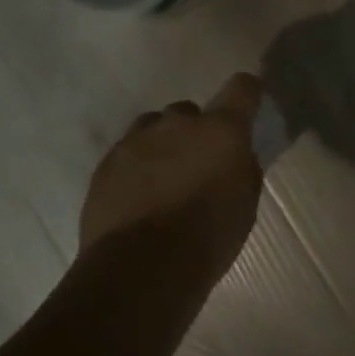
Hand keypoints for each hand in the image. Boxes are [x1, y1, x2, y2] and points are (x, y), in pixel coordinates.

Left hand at [79, 73, 265, 283]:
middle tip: (198, 165)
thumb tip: (234, 157)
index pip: (241, 87)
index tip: (247, 104)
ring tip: (163, 179)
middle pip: (190, 111)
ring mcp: (138, 139)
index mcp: (222, 129)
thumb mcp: (245, 204)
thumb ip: (241, 169)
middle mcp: (179, 123)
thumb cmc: (207, 237)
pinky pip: (127, 152)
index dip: (247, 92)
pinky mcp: (107, 162)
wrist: (140, 268)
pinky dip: (136, 167)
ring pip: (154, 127)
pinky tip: (137, 198)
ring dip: (163, 145)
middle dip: (196, 131)